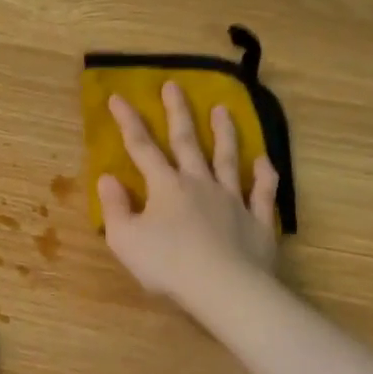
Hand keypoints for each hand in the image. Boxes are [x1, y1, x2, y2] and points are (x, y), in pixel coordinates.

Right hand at [98, 83, 280, 309]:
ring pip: (228, 158)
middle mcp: (200, 183)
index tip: (118, 96)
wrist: (224, 288)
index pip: (142, 148)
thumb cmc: (167, 265)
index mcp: (165, 187)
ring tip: (223, 109)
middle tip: (174, 85)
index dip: (128, 122)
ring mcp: (232, 199)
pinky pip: (262, 192)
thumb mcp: (125, 240)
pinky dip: (264, 176)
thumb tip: (107, 179)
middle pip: (187, 142)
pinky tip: (265, 161)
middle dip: (178, 112)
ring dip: (225, 132)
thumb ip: (115, 207)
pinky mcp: (257, 220)